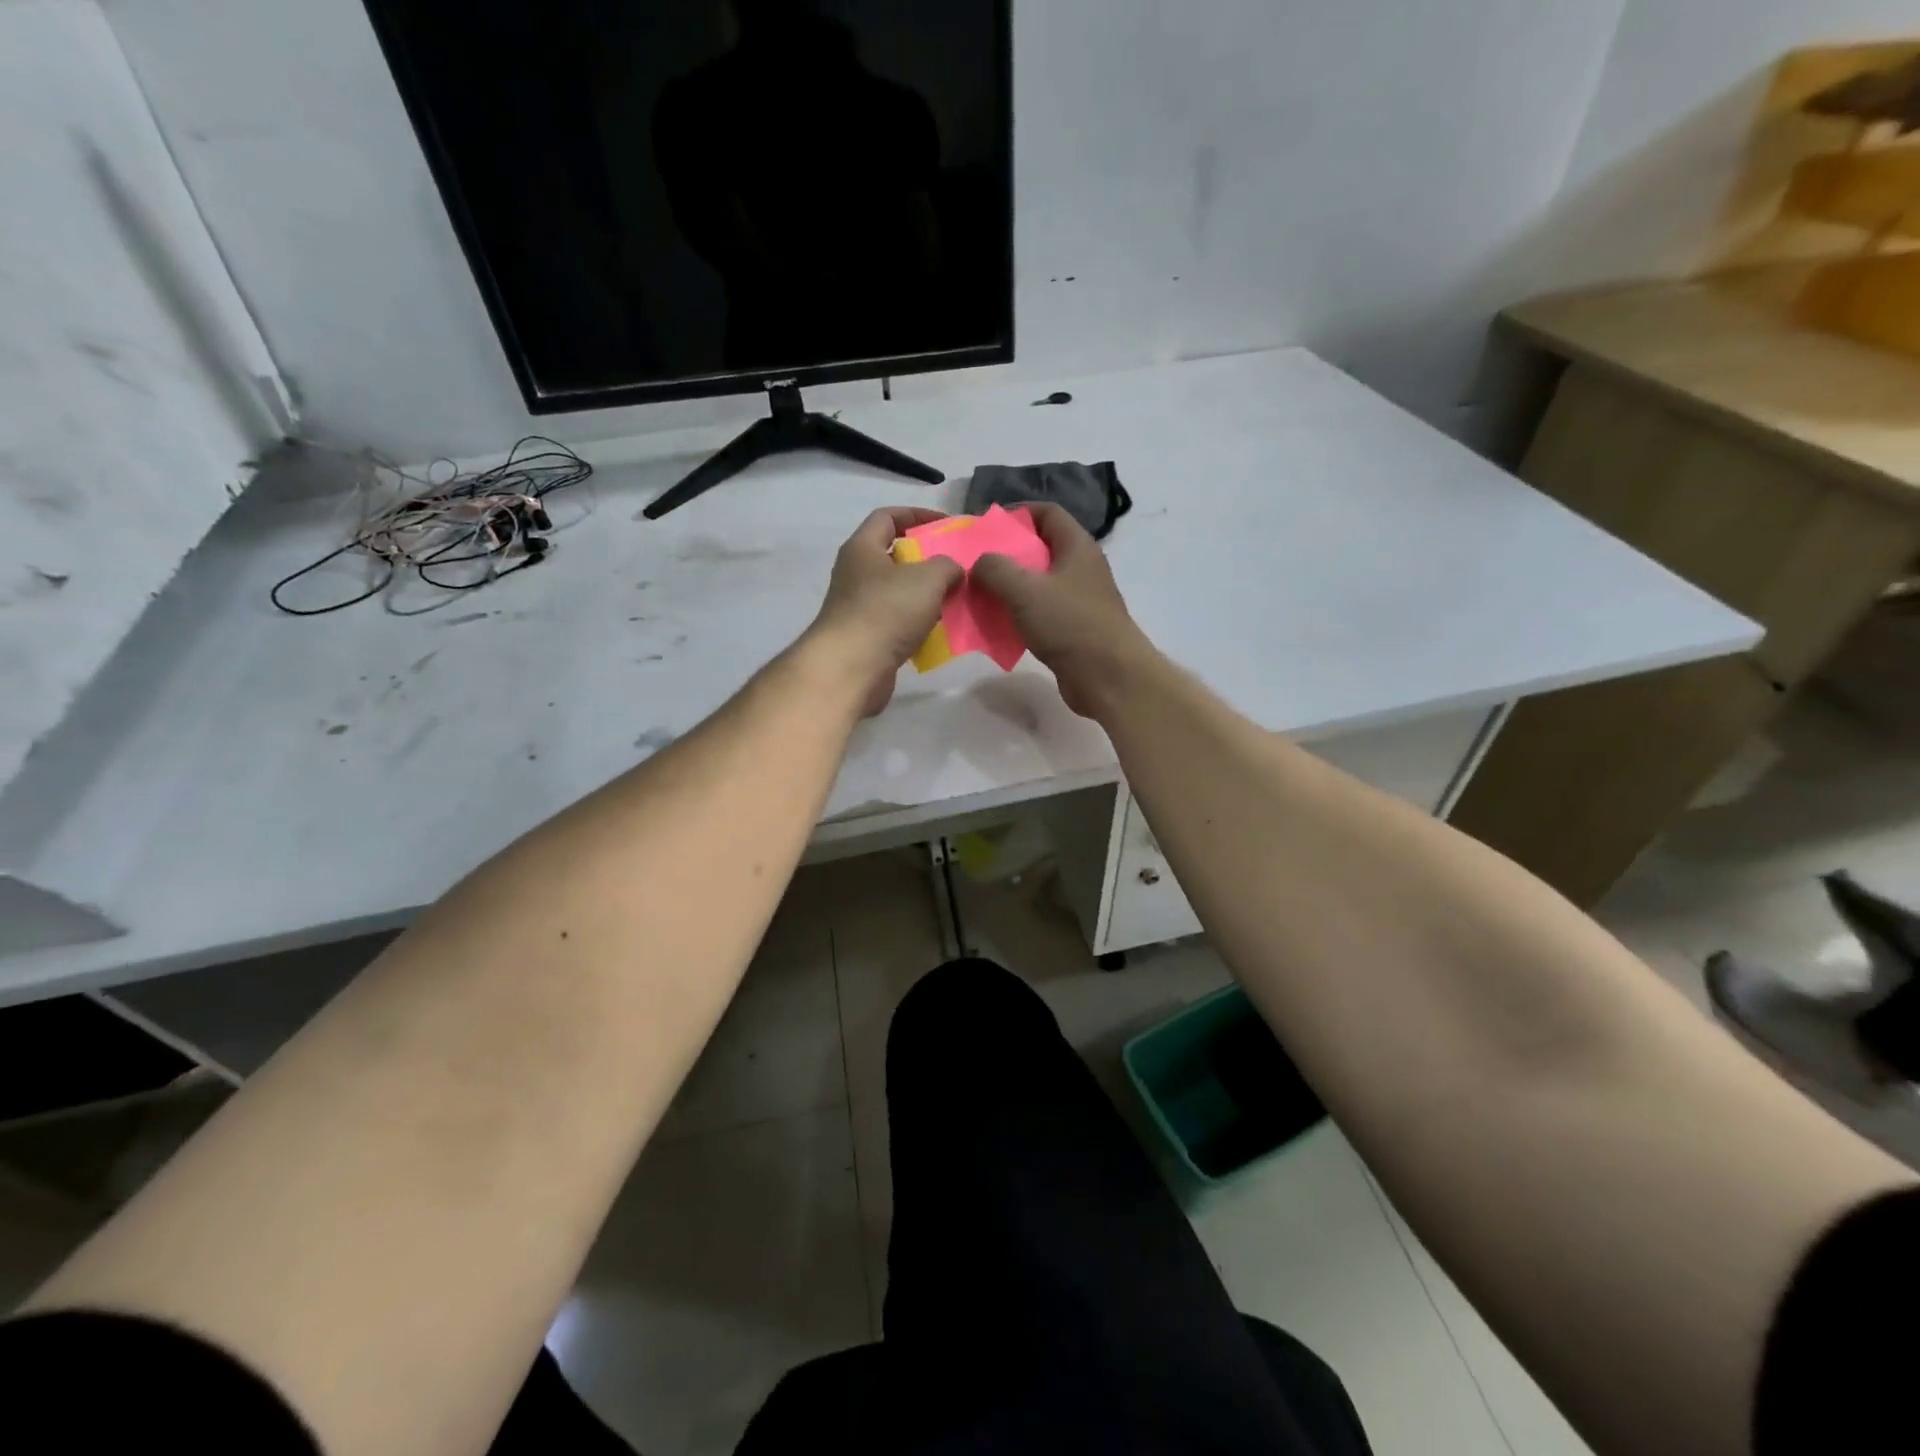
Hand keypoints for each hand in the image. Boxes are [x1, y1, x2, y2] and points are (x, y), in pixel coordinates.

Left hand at [806, 507, 962, 716]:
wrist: (851, 668)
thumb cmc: (886, 611)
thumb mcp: (927, 578)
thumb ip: (947, 565)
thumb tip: (952, 570)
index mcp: (862, 548)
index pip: (887, 516)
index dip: (917, 515)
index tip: (947, 526)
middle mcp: (855, 574)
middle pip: (894, 556)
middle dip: (926, 560)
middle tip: (956, 567)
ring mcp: (858, 608)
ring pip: (898, 592)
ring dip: (925, 595)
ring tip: (954, 599)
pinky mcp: (866, 638)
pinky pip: (898, 622)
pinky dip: (918, 624)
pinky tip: (939, 631)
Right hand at [972, 504, 1153, 719]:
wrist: (1109, 677)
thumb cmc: (1070, 624)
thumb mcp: (1025, 589)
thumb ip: (995, 569)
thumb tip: (980, 563)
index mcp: (1077, 547)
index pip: (1048, 513)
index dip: (1018, 513)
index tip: (987, 526)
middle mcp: (1081, 569)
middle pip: (1040, 549)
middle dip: (1007, 554)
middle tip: (975, 564)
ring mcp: (1078, 601)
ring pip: (1038, 584)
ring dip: (1009, 588)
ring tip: (979, 595)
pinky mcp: (1073, 630)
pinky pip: (1040, 613)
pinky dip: (1018, 615)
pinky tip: (997, 625)